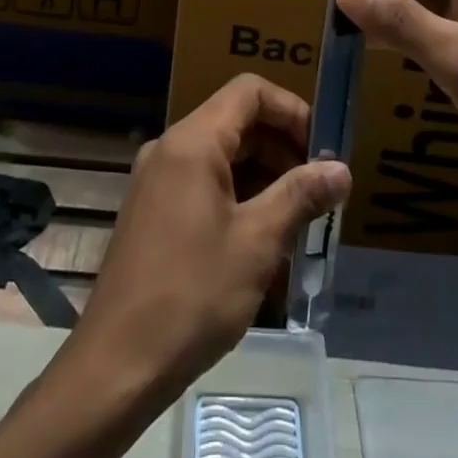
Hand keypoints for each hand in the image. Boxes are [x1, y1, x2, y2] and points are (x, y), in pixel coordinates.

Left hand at [73, 74, 350, 401]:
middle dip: (283, 148)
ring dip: (265, 177)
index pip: (249, 92)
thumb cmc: (192, 294)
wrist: (116, 366)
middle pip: (237, 122)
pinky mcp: (154, 212)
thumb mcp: (257, 242)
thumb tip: (341, 170)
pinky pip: (205, 184)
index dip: (292, 110)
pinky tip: (264, 241)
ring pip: (223, 156)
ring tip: (299, 219)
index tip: (322, 149)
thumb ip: (300, 195)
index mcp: (192, 142)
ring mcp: (157, 181)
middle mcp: (170, 149)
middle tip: (319, 190)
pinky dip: (239, 198)